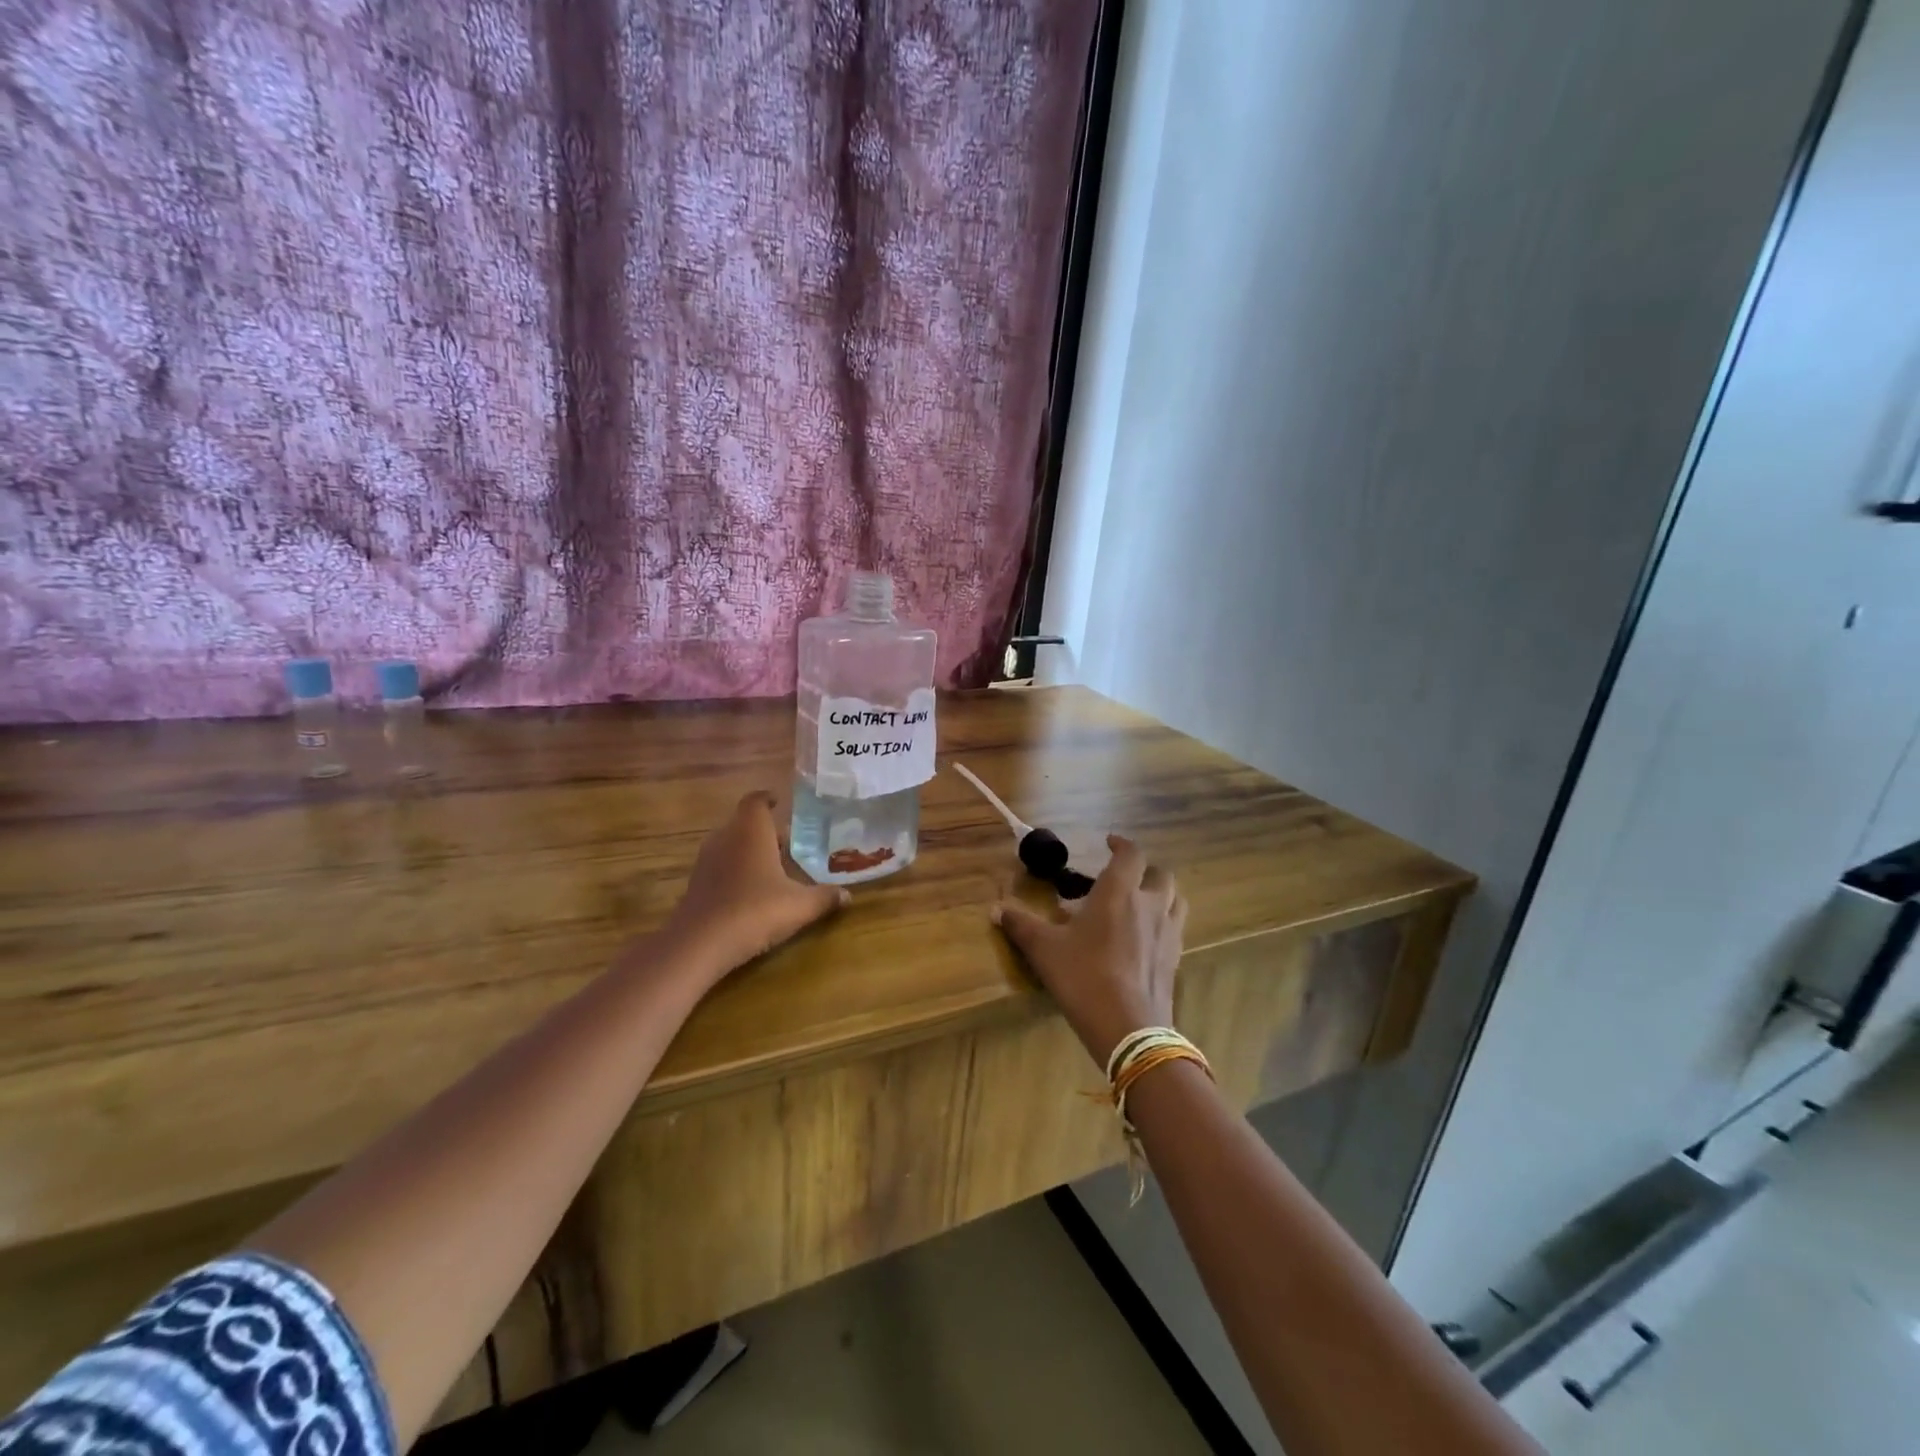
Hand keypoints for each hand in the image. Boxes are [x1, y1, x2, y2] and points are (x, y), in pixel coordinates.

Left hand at [665, 791, 848, 976]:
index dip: (768, 799)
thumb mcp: (799, 906)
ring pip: (731, 844)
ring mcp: (706, 860)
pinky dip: (736, 869)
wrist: (700, 944)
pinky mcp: (697, 883)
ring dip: (750, 850)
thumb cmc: (755, 911)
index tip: (781, 802)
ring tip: (774, 866)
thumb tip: (848, 895)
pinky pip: (721, 865)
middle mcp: (725, 837)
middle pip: (744, 822)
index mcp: (750, 831)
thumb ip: (824, 897)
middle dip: (765, 830)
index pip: (756, 800)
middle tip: (789, 842)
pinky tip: (753, 890)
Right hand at [993, 835, 1187, 1067]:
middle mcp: (1150, 905)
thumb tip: (995, 909)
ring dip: (1161, 894)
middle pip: (1160, 874)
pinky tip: (1145, 939)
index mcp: (1119, 892)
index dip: (1121, 844)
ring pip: (1175, 900)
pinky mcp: (1175, 960)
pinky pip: (1175, 929)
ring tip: (1141, 903)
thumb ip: (1020, 925)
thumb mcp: (1044, 950)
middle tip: (1123, 878)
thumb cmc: (1083, 977)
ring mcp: (1168, 933)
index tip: (1108, 842)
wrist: (1128, 1028)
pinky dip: (1164, 923)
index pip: (1130, 854)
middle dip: (1144, 870)